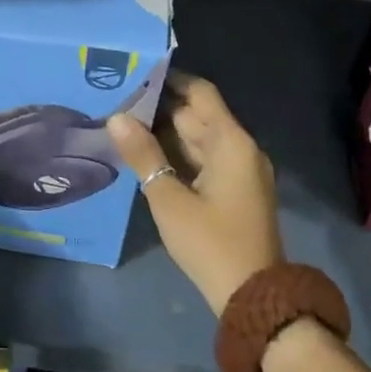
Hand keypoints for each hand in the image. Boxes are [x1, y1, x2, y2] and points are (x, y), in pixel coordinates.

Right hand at [107, 72, 280, 315]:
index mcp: (231, 142)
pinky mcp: (233, 192)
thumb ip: (143, 154)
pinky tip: (144, 154)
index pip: (199, 93)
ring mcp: (239, 172)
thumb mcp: (169, 198)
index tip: (134, 72)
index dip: (169, 79)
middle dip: (158, 106)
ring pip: (197, 138)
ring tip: (122, 122)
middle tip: (116, 98)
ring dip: (164, 131)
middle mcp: (240, 149)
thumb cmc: (211, 243)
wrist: (254, 299)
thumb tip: (116, 117)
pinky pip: (202, 159)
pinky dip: (176, 153)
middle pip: (197, 114)